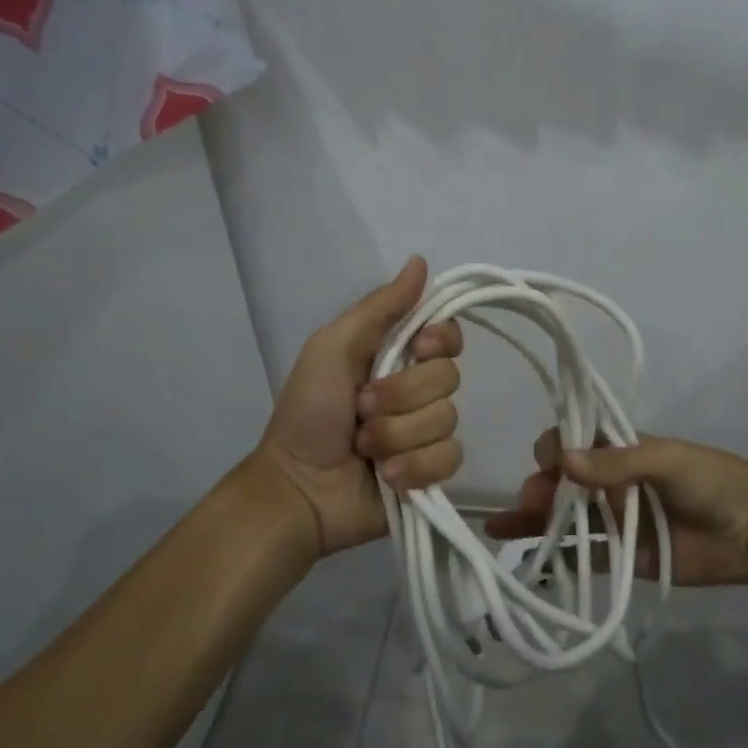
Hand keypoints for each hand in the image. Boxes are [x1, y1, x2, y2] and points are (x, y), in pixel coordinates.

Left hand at [255, 256, 463, 554]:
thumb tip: (421, 260)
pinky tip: (387, 475)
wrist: (298, 487)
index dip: (440, 341)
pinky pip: (450, 458)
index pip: (448, 335)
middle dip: (401, 396)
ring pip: (447, 420)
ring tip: (364, 447)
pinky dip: (415, 467)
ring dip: (398, 435)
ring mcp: (426, 432)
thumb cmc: (308, 411)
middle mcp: (417, 389)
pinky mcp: (432, 471)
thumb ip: (380, 307)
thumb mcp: (333, 347)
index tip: (416, 349)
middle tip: (361, 409)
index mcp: (397, 354)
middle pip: (449, 377)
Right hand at [485, 428, 747, 585]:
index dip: (554, 448)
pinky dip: (554, 558)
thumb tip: (562, 461)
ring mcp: (614, 521)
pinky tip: (522, 559)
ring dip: (532, 519)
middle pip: (561, 481)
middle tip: (532, 502)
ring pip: (563, 517)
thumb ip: (617, 462)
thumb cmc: (712, 481)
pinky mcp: (622, 557)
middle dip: (539, 487)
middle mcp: (610, 482)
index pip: (573, 441)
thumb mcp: (667, 460)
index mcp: (619, 449)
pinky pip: (582, 556)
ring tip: (502, 527)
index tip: (549, 463)